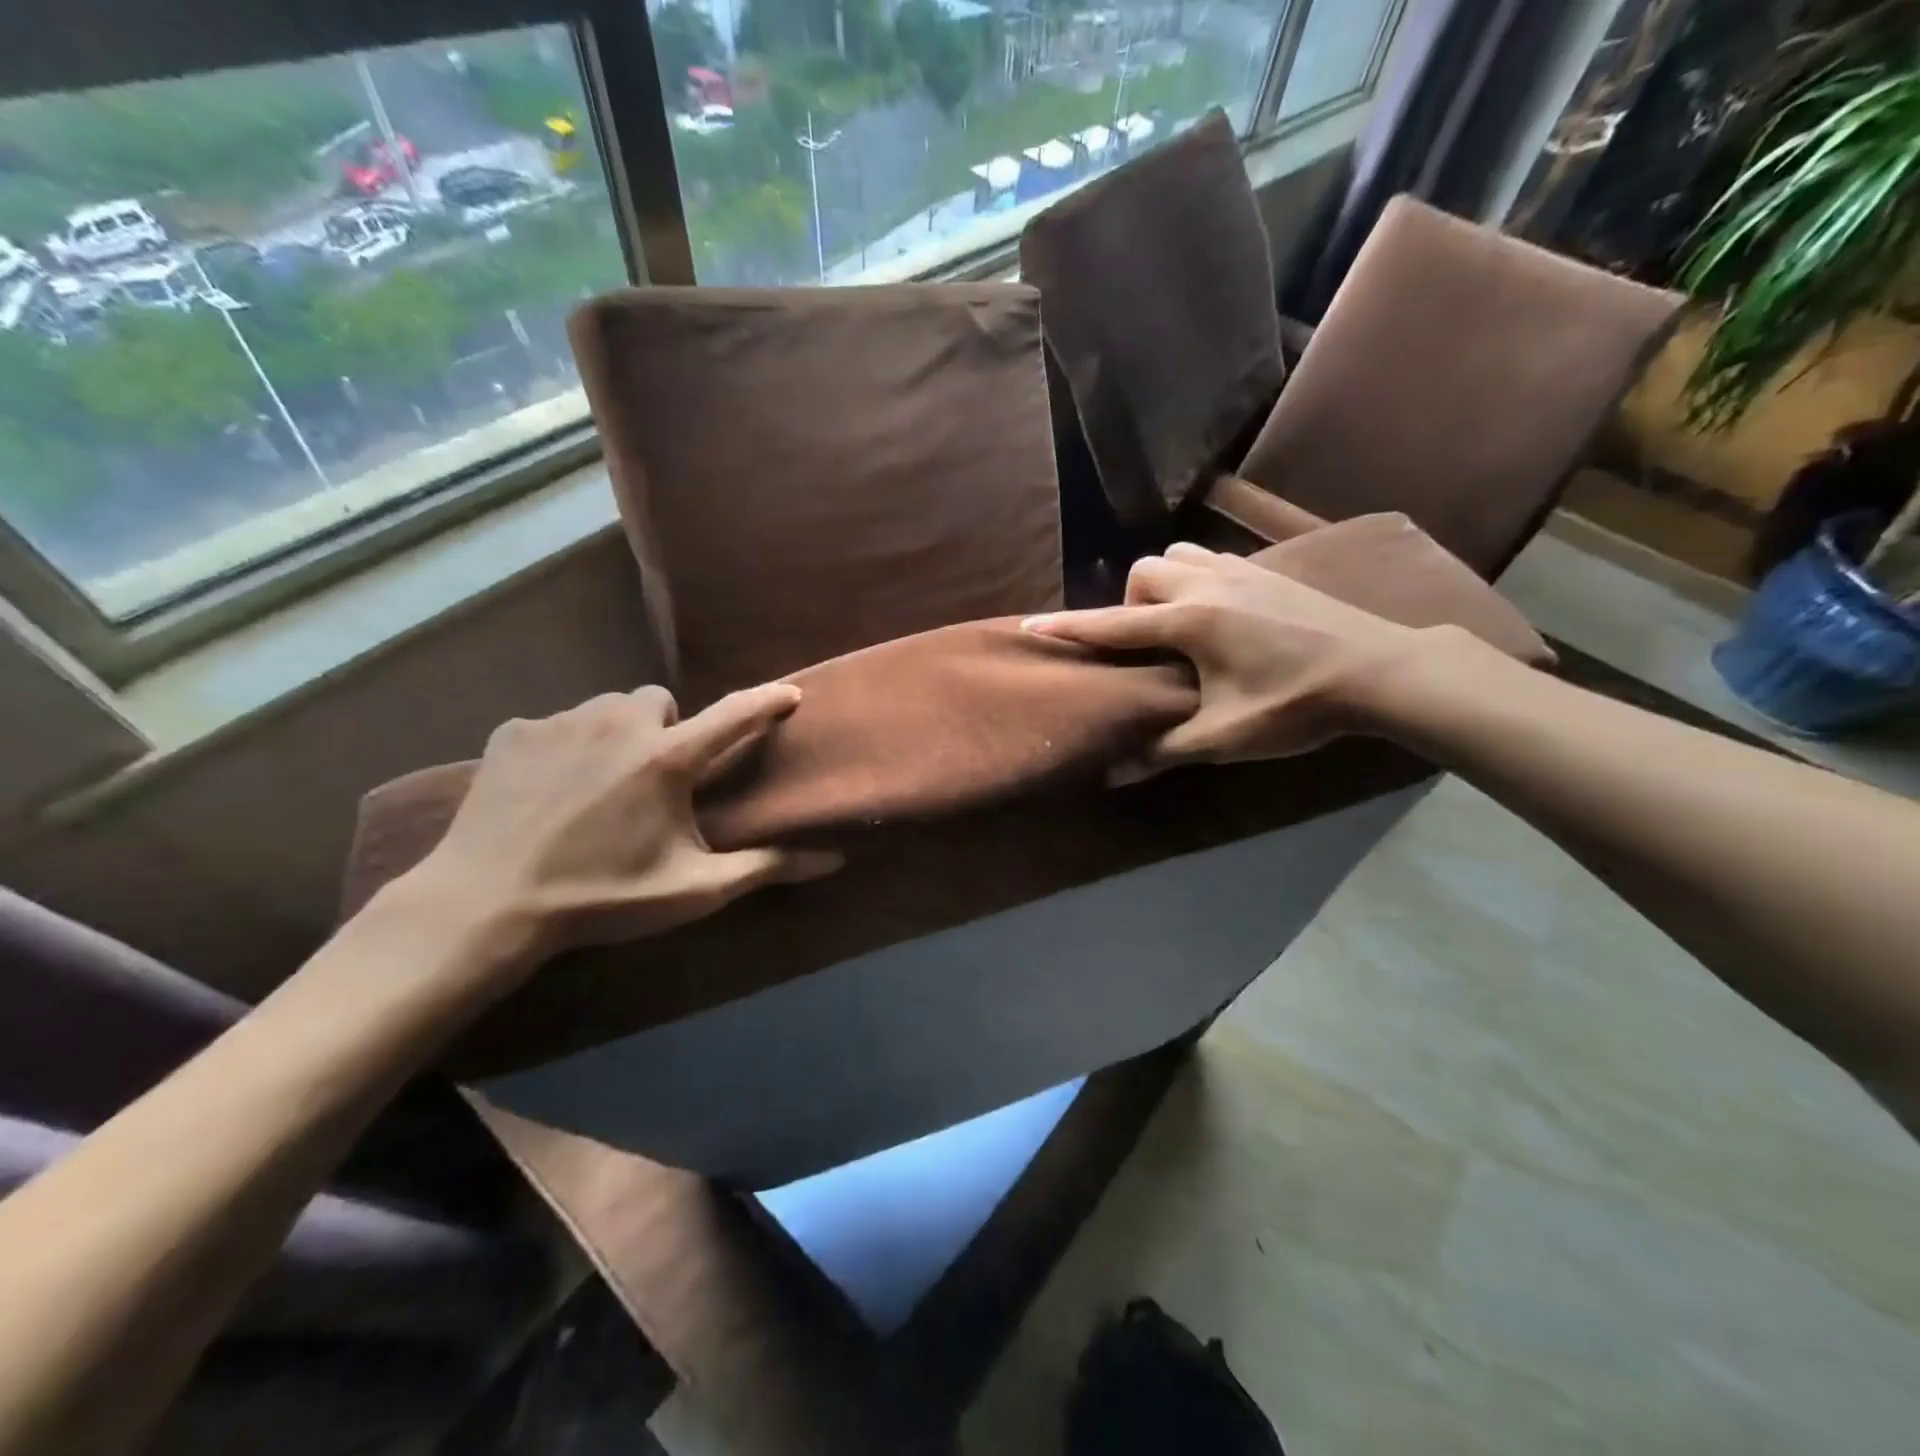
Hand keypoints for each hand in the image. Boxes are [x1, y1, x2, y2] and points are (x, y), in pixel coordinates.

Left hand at [407, 683, 839, 974]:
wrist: (487, 904)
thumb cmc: (602, 897)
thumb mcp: (693, 889)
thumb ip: (765, 867)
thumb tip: (833, 860)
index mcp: (668, 759)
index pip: (735, 715)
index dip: (768, 701)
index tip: (792, 692)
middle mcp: (620, 723)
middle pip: (662, 702)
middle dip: (668, 729)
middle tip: (655, 778)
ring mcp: (562, 722)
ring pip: (609, 709)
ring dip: (619, 735)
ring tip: (602, 785)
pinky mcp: (514, 731)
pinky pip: (558, 723)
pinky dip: (566, 747)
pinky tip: (550, 791)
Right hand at [1023, 542, 1440, 777]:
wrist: (1379, 670)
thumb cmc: (1295, 704)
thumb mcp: (1224, 738)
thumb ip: (1164, 750)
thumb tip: (1113, 773)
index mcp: (1189, 621)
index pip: (1113, 622)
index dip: (1069, 627)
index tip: (1030, 624)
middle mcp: (1207, 585)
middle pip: (1143, 571)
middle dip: (1130, 602)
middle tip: (1149, 643)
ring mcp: (1241, 571)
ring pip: (1179, 556)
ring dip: (1164, 584)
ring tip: (1179, 624)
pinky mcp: (1269, 571)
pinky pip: (1213, 560)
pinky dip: (1198, 579)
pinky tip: (1221, 615)